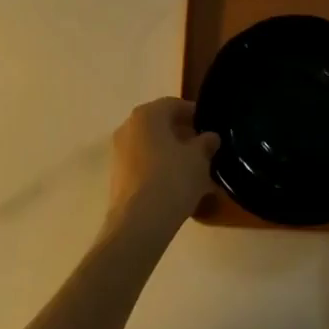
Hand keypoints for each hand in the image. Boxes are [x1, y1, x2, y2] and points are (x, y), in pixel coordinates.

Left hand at [107, 98, 216, 236]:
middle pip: (161, 125)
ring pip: (152, 146)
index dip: (195, 114)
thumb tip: (210, 137)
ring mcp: (119, 153)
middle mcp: (128, 127)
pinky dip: (160, 169)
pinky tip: (178, 186)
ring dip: (172, 153)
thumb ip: (206, 143)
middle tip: (205, 149)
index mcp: (147, 114)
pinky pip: (144, 165)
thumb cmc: (172, 179)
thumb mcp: (199, 159)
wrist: (139, 224)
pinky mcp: (117, 177)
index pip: (174, 104)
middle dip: (183, 135)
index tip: (211, 128)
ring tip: (194, 170)